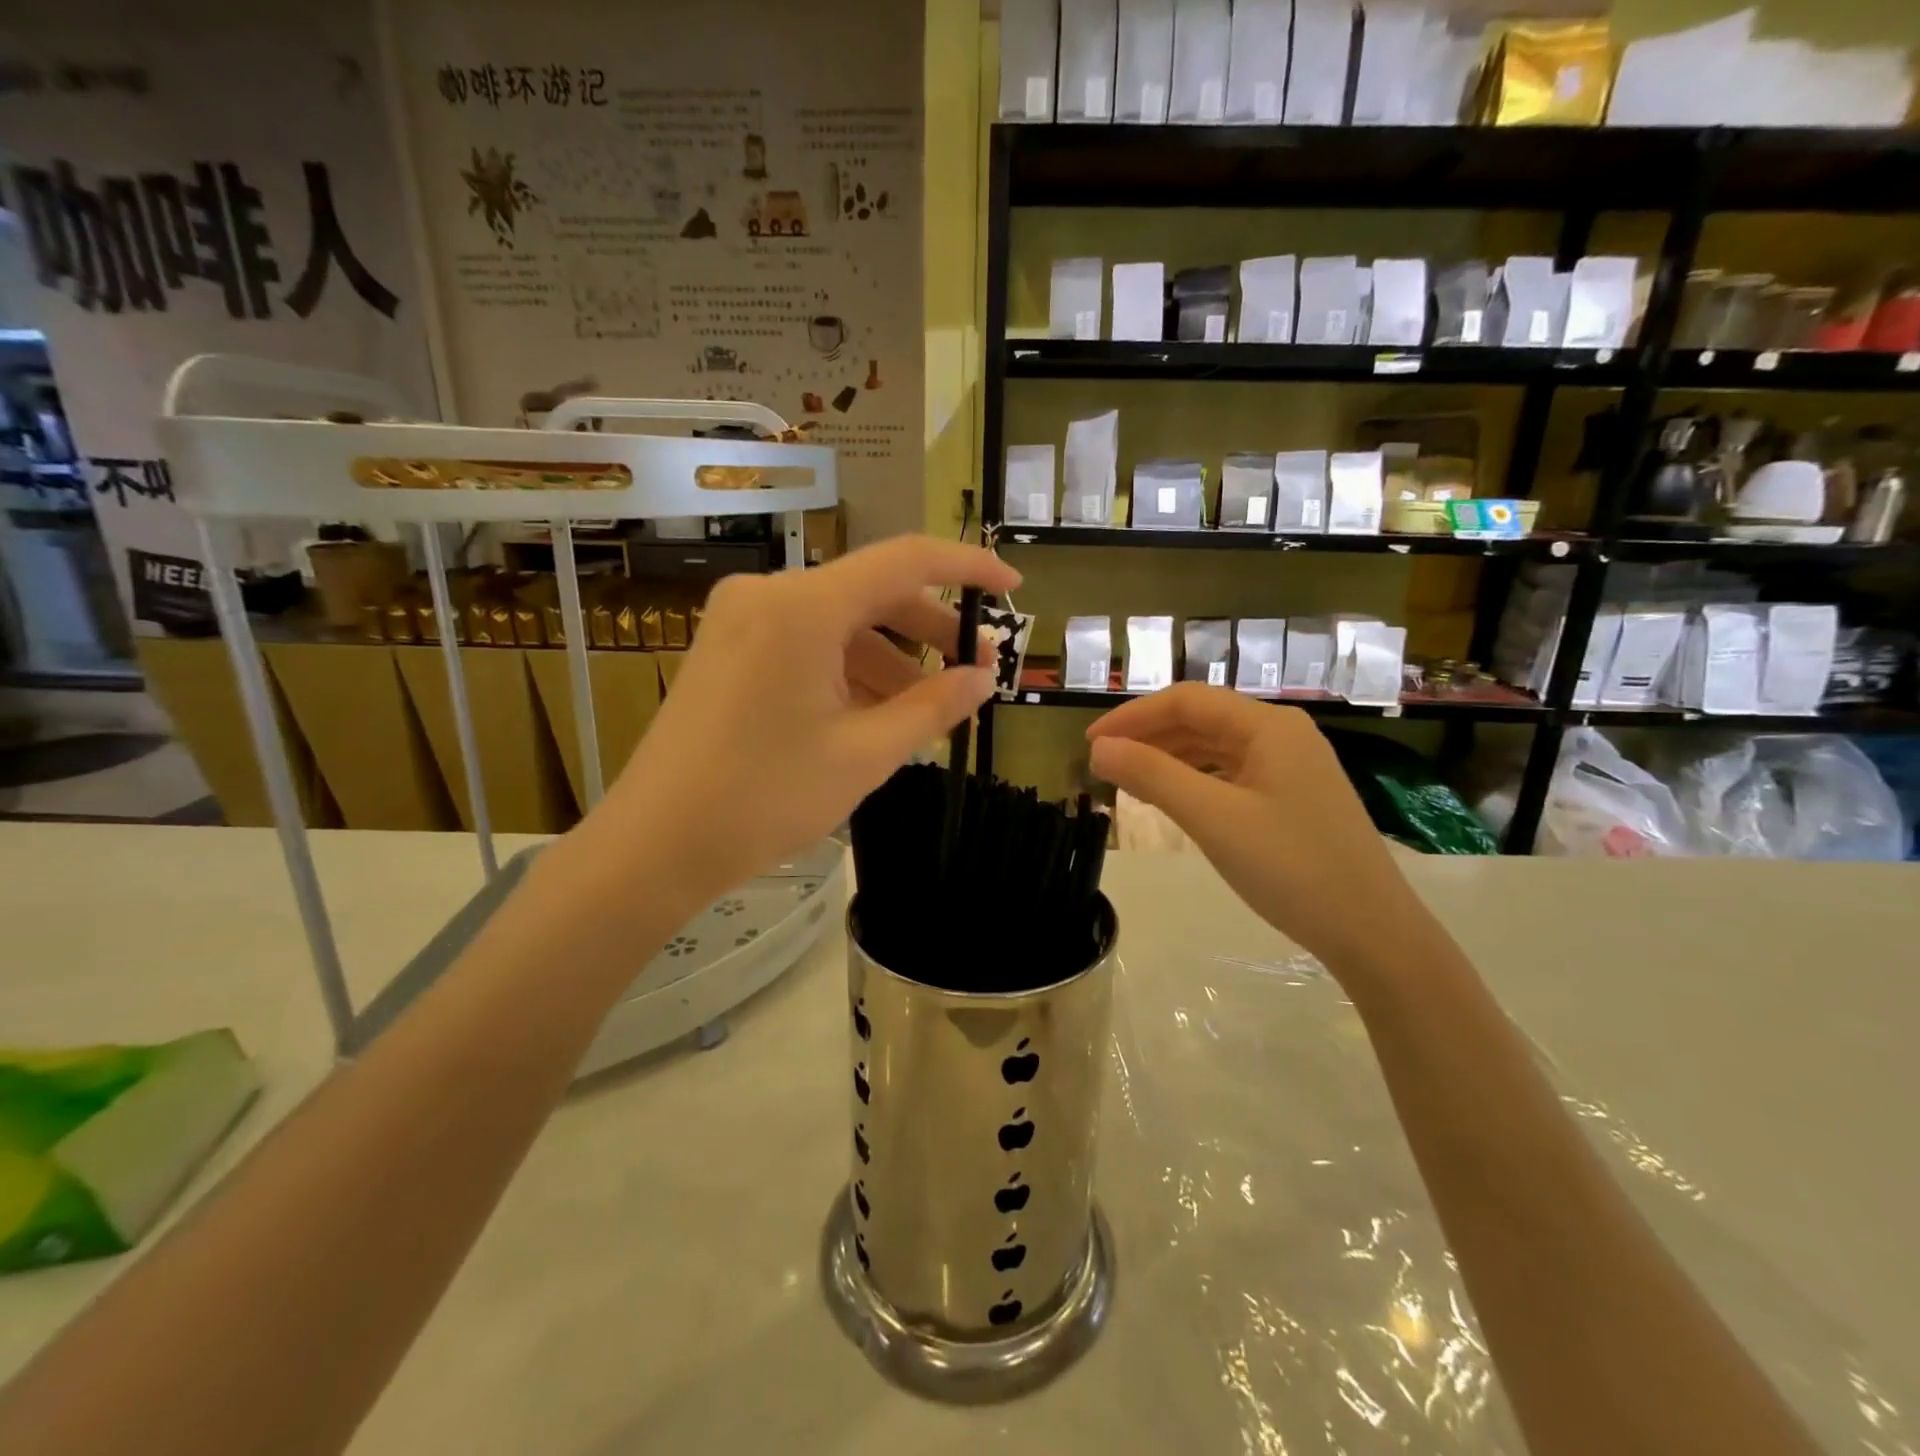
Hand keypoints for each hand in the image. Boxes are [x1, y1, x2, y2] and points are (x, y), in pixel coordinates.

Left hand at [588, 535, 1018, 911]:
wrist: (656, 844)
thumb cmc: (765, 798)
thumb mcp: (864, 754)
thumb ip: (934, 706)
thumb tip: (985, 678)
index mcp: (804, 606)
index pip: (905, 561)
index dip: (967, 567)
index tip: (1010, 588)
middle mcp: (769, 594)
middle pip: (871, 592)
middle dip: (929, 629)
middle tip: (974, 672)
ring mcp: (741, 619)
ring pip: (840, 622)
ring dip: (890, 658)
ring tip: (928, 709)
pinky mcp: (728, 647)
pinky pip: (807, 642)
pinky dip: (849, 669)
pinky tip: (875, 712)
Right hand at [1086, 684, 1426, 976]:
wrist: (1372, 932)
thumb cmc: (1291, 868)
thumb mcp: (1213, 819)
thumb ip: (1153, 776)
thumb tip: (1100, 749)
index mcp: (1268, 726)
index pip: (1186, 701)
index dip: (1133, 717)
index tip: (1091, 743)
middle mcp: (1283, 734)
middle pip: (1202, 719)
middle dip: (1149, 736)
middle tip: (1105, 765)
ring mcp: (1293, 765)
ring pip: (1217, 746)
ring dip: (1170, 757)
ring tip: (1130, 780)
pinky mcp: (1295, 796)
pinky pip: (1233, 772)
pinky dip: (1196, 778)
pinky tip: (1176, 797)